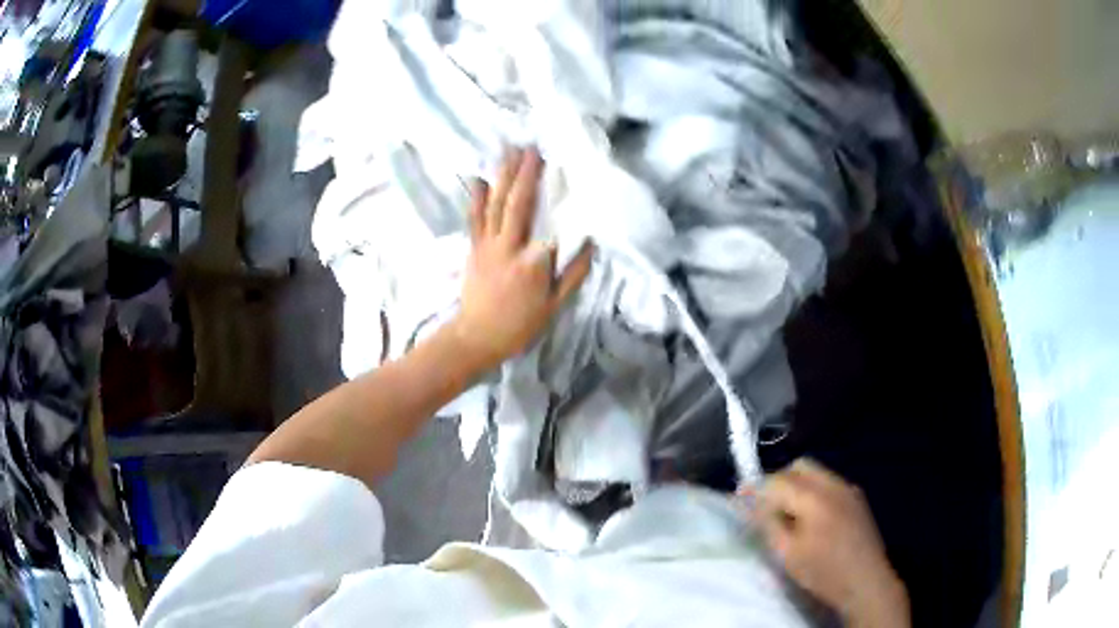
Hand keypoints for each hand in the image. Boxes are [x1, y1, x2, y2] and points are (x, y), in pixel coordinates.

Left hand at [452, 148, 592, 373]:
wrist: (476, 337)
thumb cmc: (519, 326)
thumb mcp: (554, 306)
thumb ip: (573, 274)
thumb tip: (591, 245)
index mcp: (532, 262)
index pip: (549, 224)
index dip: (556, 198)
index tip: (564, 171)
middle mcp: (508, 246)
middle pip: (518, 203)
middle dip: (526, 173)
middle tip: (533, 147)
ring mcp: (486, 245)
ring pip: (495, 204)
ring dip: (503, 176)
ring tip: (510, 151)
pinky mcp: (473, 248)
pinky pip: (474, 218)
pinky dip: (477, 197)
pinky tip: (479, 178)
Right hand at [754, 459, 909, 627]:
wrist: (866, 581)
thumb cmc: (823, 572)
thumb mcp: (787, 554)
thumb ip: (767, 524)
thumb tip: (748, 503)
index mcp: (814, 498)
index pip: (777, 480)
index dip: (755, 488)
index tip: (739, 498)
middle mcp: (834, 484)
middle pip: (799, 466)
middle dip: (778, 480)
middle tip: (765, 505)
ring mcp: (848, 488)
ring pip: (816, 472)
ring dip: (796, 484)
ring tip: (786, 512)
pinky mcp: (857, 497)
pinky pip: (829, 482)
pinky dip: (813, 490)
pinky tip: (810, 517)